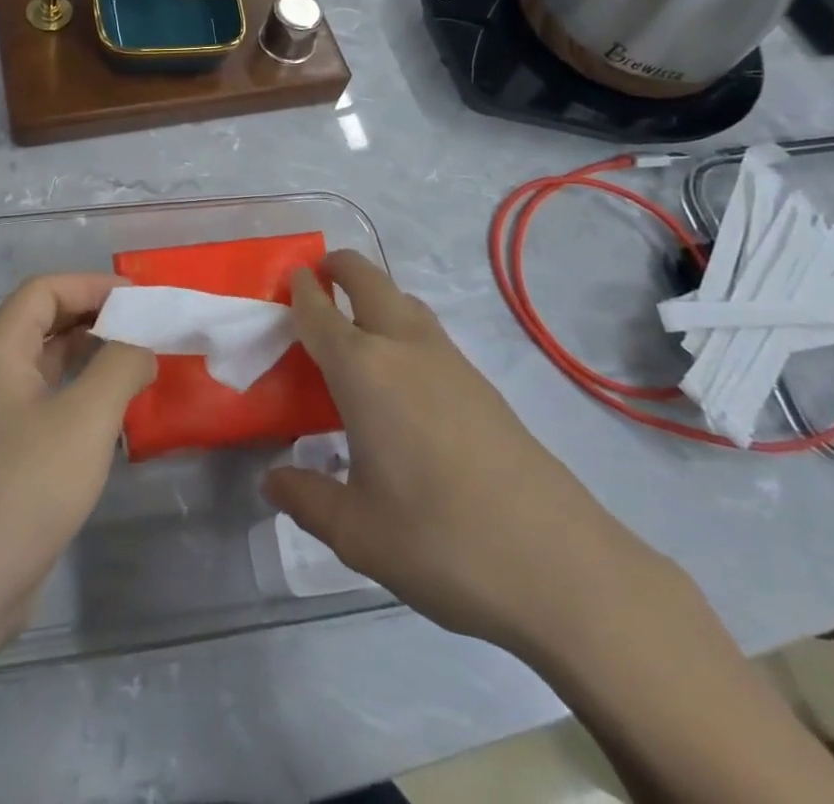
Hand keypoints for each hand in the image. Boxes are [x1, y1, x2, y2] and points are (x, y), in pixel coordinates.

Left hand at [0, 273, 155, 646]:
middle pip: (45, 319)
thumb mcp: (86, 419)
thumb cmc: (25, 489)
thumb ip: (121, 366)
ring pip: (47, 360)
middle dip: (96, 315)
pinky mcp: (4, 448)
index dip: (93, 285)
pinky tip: (115, 407)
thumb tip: (142, 346)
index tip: (141, 298)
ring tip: (140, 360)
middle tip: (148, 326)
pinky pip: (47, 397)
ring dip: (91, 353)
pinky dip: (81, 388)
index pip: (45, 289)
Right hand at [263, 252, 668, 658]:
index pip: (320, 312)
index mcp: (364, 370)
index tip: (288, 279)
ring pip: (405, 302)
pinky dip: (403, 328)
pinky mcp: (483, 385)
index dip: (300, 289)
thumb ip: (306, 498)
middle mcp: (405, 348)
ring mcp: (451, 362)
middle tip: (318, 280)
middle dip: (341, 267)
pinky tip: (401, 379)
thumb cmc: (440, 540)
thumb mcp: (356, 532)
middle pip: (369, 280)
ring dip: (376, 296)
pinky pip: (429, 334)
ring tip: (356, 331)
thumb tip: (273, 481)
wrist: (560, 565)